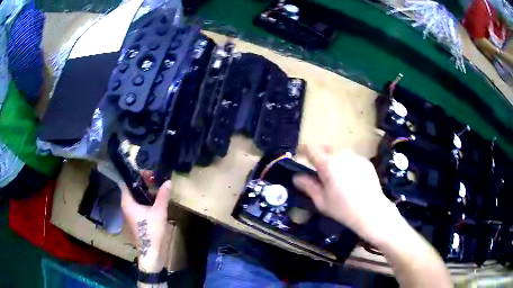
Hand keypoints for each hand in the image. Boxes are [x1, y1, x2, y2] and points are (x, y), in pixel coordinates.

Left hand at [121, 180, 171, 271]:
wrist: (151, 251)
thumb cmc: (151, 230)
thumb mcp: (159, 211)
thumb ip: (163, 195)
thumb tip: (168, 181)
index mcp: (127, 202)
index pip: (128, 183)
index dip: (137, 176)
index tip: (149, 173)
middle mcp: (126, 206)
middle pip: (132, 190)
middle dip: (143, 183)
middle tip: (156, 179)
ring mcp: (130, 213)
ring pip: (136, 198)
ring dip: (145, 192)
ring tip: (157, 188)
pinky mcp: (136, 219)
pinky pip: (139, 205)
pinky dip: (146, 200)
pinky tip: (156, 201)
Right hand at [293, 145, 401, 244]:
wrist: (371, 211)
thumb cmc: (343, 208)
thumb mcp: (321, 201)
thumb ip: (308, 186)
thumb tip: (297, 177)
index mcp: (328, 164)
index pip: (311, 149)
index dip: (303, 149)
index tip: (300, 153)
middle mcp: (341, 155)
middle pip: (325, 148)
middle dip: (319, 155)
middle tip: (318, 169)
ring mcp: (355, 156)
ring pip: (339, 152)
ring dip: (334, 159)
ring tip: (336, 175)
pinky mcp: (366, 161)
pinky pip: (351, 158)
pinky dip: (347, 164)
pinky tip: (351, 179)